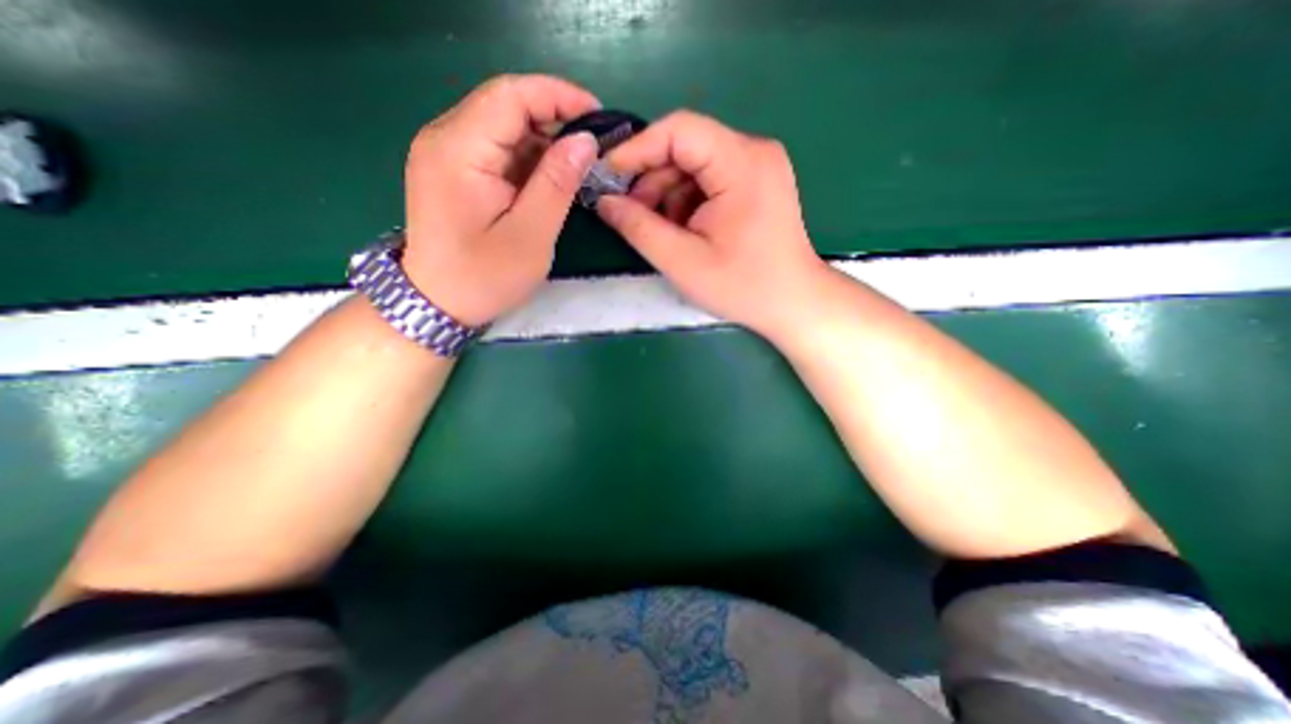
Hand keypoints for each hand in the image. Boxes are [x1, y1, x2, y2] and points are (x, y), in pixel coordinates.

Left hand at [402, 72, 605, 325]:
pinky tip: (550, 177)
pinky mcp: (453, 169)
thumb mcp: (530, 236)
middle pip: (505, 105)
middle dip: (554, 117)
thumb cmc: (484, 277)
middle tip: (593, 146)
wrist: (437, 303)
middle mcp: (444, 138)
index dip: (558, 96)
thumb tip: (584, 141)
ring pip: (502, 125)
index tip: (598, 117)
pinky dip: (528, 156)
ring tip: (577, 165)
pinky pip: (496, 148)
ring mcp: (445, 152)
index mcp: (458, 150)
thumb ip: (556, 184)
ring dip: (543, 139)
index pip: (510, 96)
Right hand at [594, 110, 826, 342]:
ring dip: (668, 195)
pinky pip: (709, 180)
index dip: (637, 150)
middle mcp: (754, 151)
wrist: (793, 303)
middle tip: (629, 215)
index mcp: (741, 162)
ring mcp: (758, 166)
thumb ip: (639, 228)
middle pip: (686, 147)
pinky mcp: (757, 182)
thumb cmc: (743, 286)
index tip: (607, 178)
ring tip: (658, 231)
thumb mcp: (683, 261)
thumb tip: (604, 201)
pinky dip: (687, 202)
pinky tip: (682, 230)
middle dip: (652, 180)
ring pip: (695, 165)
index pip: (679, 130)